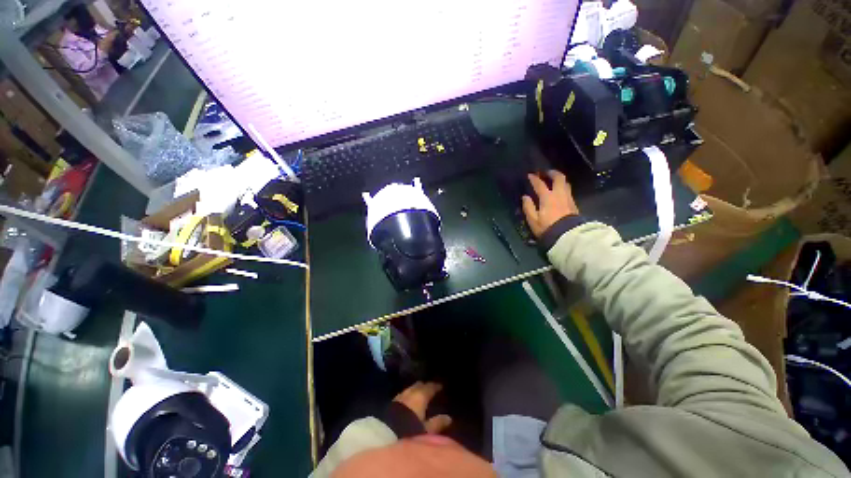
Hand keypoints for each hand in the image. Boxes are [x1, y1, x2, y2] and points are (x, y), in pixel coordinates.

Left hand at [393, 381, 451, 433]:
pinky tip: (409, 401)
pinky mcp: (392, 402)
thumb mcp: (426, 430)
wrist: (385, 433)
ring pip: (410, 389)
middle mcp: (410, 392)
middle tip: (430, 388)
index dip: (435, 386)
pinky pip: (403, 395)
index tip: (440, 386)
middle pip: (419, 385)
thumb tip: (448, 417)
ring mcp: (400, 396)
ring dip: (415, 390)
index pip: (430, 387)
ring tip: (420, 394)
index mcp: (420, 395)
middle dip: (424, 386)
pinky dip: (408, 395)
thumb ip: (437, 423)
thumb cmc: (409, 430)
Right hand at [522, 170, 579, 237]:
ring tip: (553, 180)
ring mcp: (568, 198)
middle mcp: (559, 195)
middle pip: (559, 178)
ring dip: (559, 179)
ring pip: (566, 183)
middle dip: (552, 173)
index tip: (530, 175)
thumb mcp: (533, 220)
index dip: (534, 179)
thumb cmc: (547, 228)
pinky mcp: (574, 204)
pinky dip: (563, 187)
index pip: (540, 184)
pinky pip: (568, 191)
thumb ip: (528, 207)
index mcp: (547, 197)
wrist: (568, 236)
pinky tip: (559, 192)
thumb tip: (525, 197)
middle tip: (546, 173)